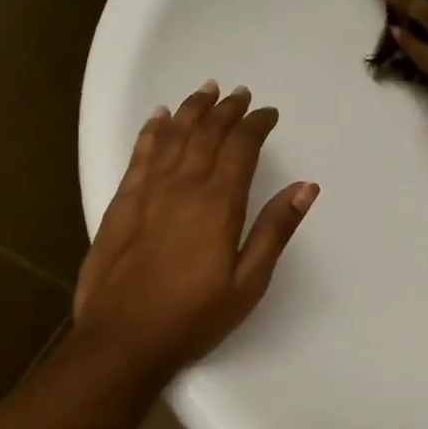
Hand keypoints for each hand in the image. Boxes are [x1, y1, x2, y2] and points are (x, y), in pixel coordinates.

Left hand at [73, 82, 317, 375]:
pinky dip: (152, 131)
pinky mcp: (122, 203)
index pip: (241, 148)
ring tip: (206, 90)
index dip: (256, 125)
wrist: (122, 339)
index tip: (268, 114)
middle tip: (241, 95)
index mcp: (218, 204)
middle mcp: (182, 186)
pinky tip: (159, 117)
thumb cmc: (193, 316)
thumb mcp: (248, 282)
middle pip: (207, 133)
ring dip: (191, 110)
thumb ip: (275, 230)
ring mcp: (147, 191)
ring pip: (173, 136)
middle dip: (227, 110)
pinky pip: (140, 154)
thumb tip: (305, 187)